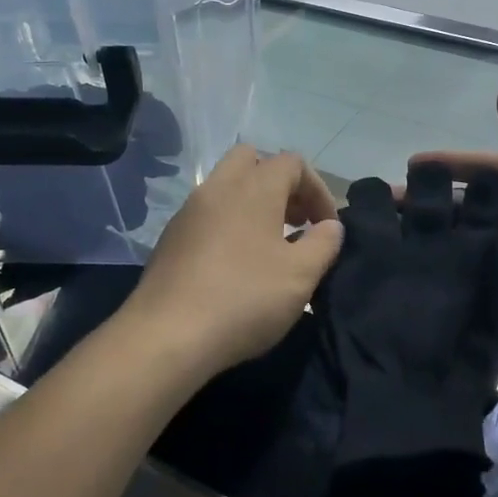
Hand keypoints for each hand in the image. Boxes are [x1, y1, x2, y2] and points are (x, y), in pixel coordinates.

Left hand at [123, 146, 342, 380]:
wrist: (167, 336)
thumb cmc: (244, 299)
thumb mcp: (301, 275)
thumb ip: (324, 243)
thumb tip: (330, 226)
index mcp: (253, 188)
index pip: (293, 163)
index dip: (318, 190)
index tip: (327, 227)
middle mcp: (218, 188)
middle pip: (252, 160)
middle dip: (280, 184)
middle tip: (296, 221)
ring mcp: (188, 211)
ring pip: (226, 187)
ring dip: (253, 204)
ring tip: (271, 246)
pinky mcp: (171, 238)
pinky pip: (207, 214)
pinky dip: (229, 223)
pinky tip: (237, 265)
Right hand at [411, 92, 497, 365]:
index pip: (486, 172)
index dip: (451, 167)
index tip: (408, 168)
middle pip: (472, 213)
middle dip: (432, 211)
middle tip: (385, 216)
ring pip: (475, 253)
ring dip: (442, 252)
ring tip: (394, 255)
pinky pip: (491, 292)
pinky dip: (464, 290)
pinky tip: (427, 293)